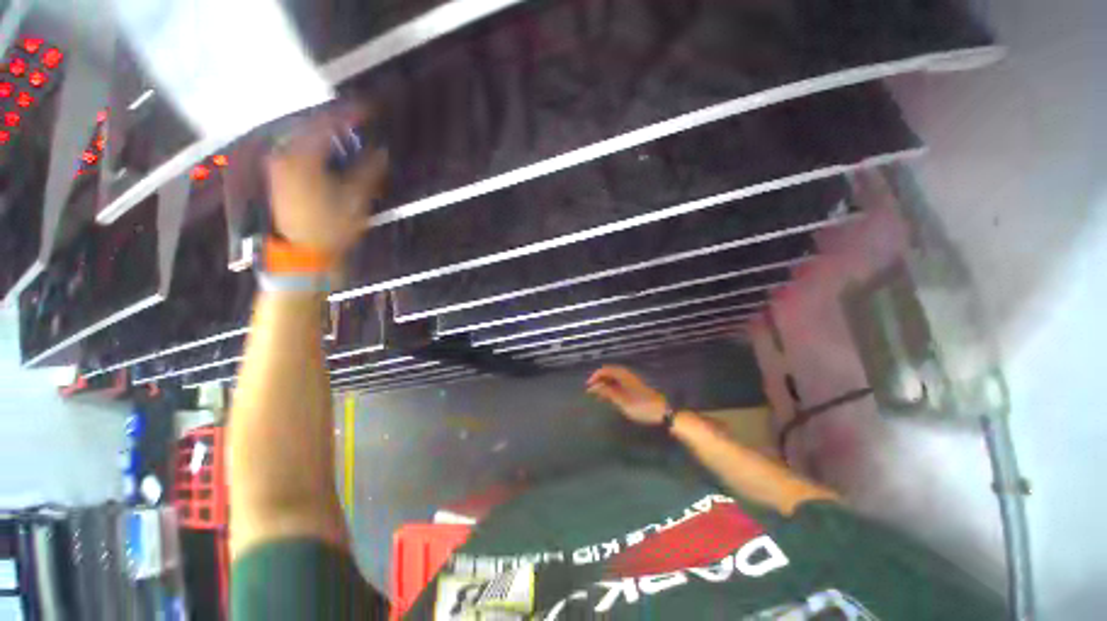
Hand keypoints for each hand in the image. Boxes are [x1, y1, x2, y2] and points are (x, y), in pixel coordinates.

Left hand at [266, 108, 388, 257]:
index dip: (349, 115)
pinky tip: (327, 149)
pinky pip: (297, 148)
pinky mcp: (279, 174)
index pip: (328, 125)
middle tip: (357, 121)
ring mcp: (279, 164)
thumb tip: (381, 152)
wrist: (304, 252)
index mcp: (305, 159)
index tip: (368, 110)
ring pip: (303, 137)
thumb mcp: (356, 200)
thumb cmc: (332, 227)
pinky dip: (314, 144)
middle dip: (335, 121)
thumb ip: (368, 172)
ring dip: (324, 133)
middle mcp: (286, 155)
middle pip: (311, 126)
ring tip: (345, 134)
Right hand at [586, 366, 668, 425]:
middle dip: (599, 380)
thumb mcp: (622, 401)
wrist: (661, 412)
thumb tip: (594, 387)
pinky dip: (611, 388)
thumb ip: (608, 392)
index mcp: (623, 375)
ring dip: (604, 384)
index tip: (588, 385)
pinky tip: (608, 397)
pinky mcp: (634, 388)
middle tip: (590, 390)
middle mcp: (626, 375)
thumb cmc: (641, 406)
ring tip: (597, 394)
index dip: (595, 376)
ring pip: (613, 379)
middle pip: (609, 373)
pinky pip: (618, 384)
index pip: (606, 369)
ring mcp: (630, 381)